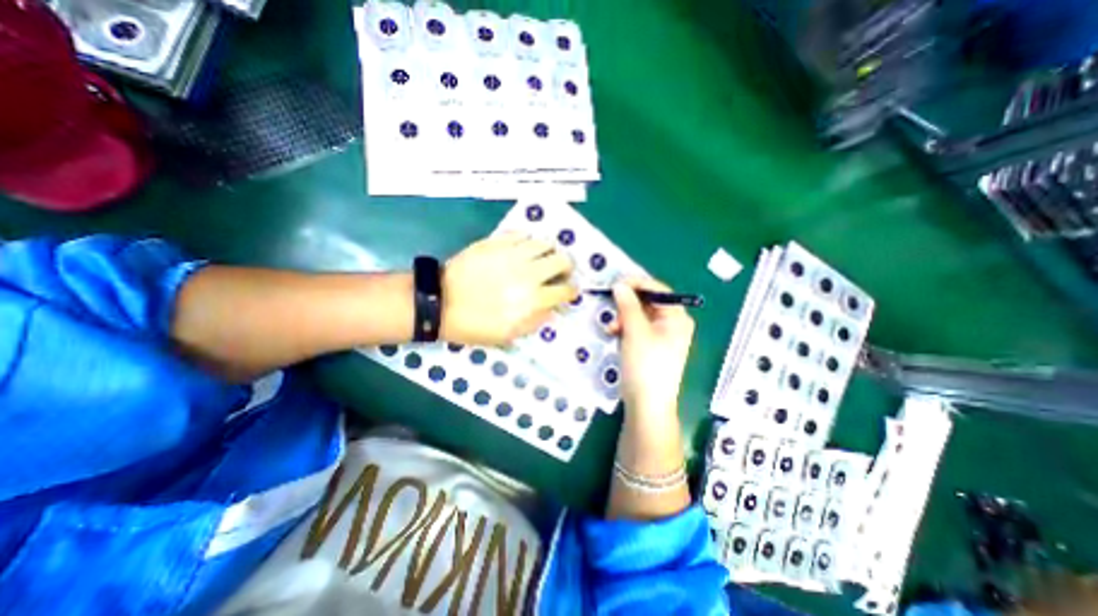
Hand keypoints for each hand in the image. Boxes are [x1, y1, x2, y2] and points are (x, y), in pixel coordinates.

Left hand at [441, 233, 578, 345]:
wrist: (441, 303)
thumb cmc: (475, 324)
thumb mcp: (508, 334)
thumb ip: (535, 321)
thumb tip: (552, 309)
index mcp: (533, 299)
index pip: (565, 290)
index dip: (571, 290)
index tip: (569, 289)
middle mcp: (529, 273)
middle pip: (562, 260)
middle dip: (566, 266)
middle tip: (559, 270)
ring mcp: (513, 254)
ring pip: (544, 243)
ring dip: (548, 251)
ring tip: (542, 256)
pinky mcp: (496, 242)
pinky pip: (520, 234)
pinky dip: (526, 240)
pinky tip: (522, 247)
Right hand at [610, 280, 693, 418]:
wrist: (647, 404)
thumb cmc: (645, 365)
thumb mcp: (635, 331)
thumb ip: (627, 305)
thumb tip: (619, 284)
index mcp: (677, 317)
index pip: (658, 290)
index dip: (636, 283)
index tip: (615, 283)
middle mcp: (672, 324)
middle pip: (648, 302)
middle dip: (627, 304)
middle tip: (611, 308)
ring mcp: (662, 336)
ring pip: (639, 315)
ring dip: (623, 317)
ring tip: (611, 328)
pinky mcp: (651, 346)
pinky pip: (637, 328)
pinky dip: (625, 328)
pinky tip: (614, 334)